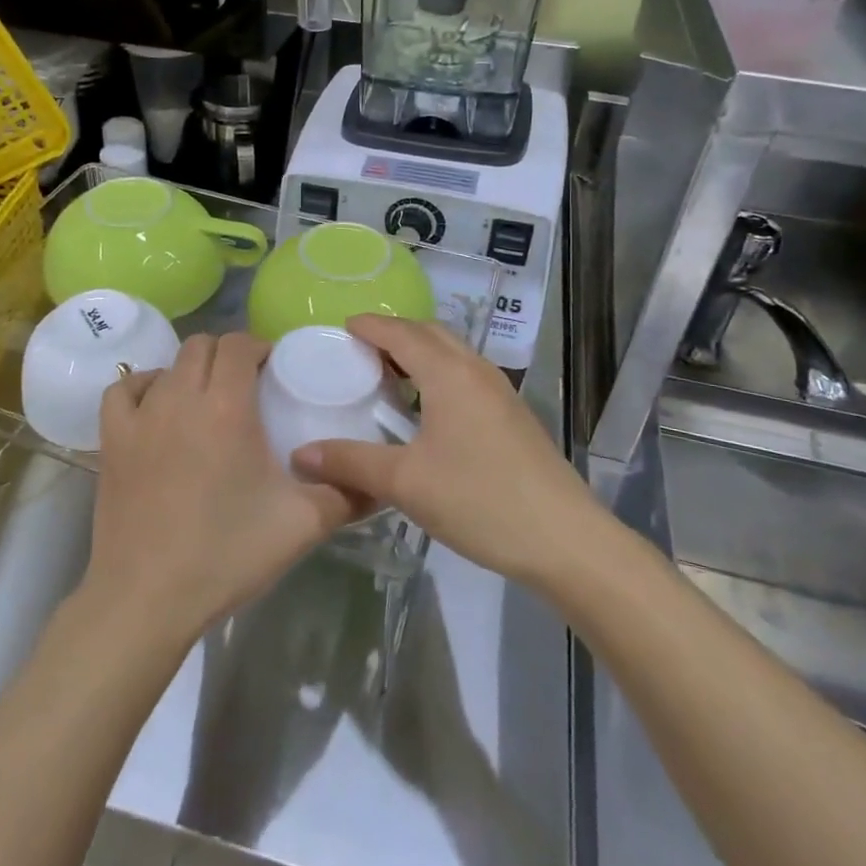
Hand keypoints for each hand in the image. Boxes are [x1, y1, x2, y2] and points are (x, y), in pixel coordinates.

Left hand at [84, 332, 356, 649]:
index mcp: (227, 406)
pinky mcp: (111, 440)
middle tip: (247, 384)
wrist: (148, 598)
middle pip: (202, 345)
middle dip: (228, 354)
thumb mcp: (303, 525)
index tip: (274, 369)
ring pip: (166, 365)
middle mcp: (180, 397)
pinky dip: (143, 386)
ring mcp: (140, 416)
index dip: (259, 346)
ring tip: (207, 399)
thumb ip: (347, 494)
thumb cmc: (227, 554)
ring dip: (190, 370)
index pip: (239, 344)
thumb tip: (378, 481)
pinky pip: (123, 390)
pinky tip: (156, 407)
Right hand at [292, 316, 596, 587]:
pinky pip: (466, 376)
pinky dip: (439, 374)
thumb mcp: (405, 483)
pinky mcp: (512, 415)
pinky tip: (427, 411)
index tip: (341, 328)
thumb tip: (300, 454)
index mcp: (449, 373)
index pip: (401, 332)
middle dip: (394, 334)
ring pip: (452, 354)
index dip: (369, 326)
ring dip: (419, 354)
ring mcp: (500, 392)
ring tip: (388, 377)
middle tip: (359, 352)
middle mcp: (476, 370)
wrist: (565, 539)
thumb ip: (351, 463)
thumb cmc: (480, 500)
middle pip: (430, 333)